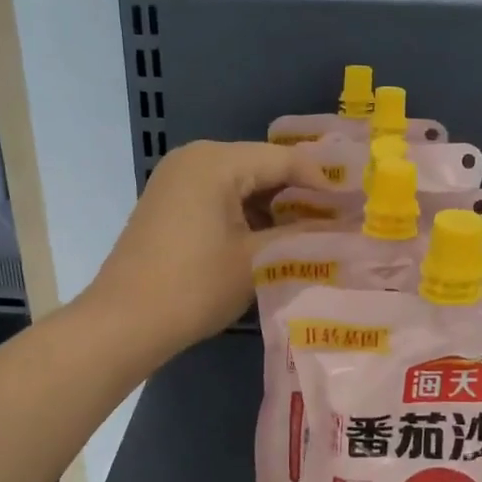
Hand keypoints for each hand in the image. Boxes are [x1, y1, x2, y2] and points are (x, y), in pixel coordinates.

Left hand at [83, 140, 325, 356]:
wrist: (125, 323)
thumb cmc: (195, 287)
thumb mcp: (257, 260)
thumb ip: (304, 235)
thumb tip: (346, 226)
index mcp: (216, 161)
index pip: (284, 160)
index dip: (324, 182)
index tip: (356, 206)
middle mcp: (194, 158)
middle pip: (262, 167)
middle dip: (300, 194)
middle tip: (339, 219)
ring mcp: (177, 180)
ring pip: (241, 183)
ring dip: (275, 206)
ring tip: (312, 232)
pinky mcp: (169, 204)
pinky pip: (220, 197)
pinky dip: (247, 214)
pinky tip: (271, 238)